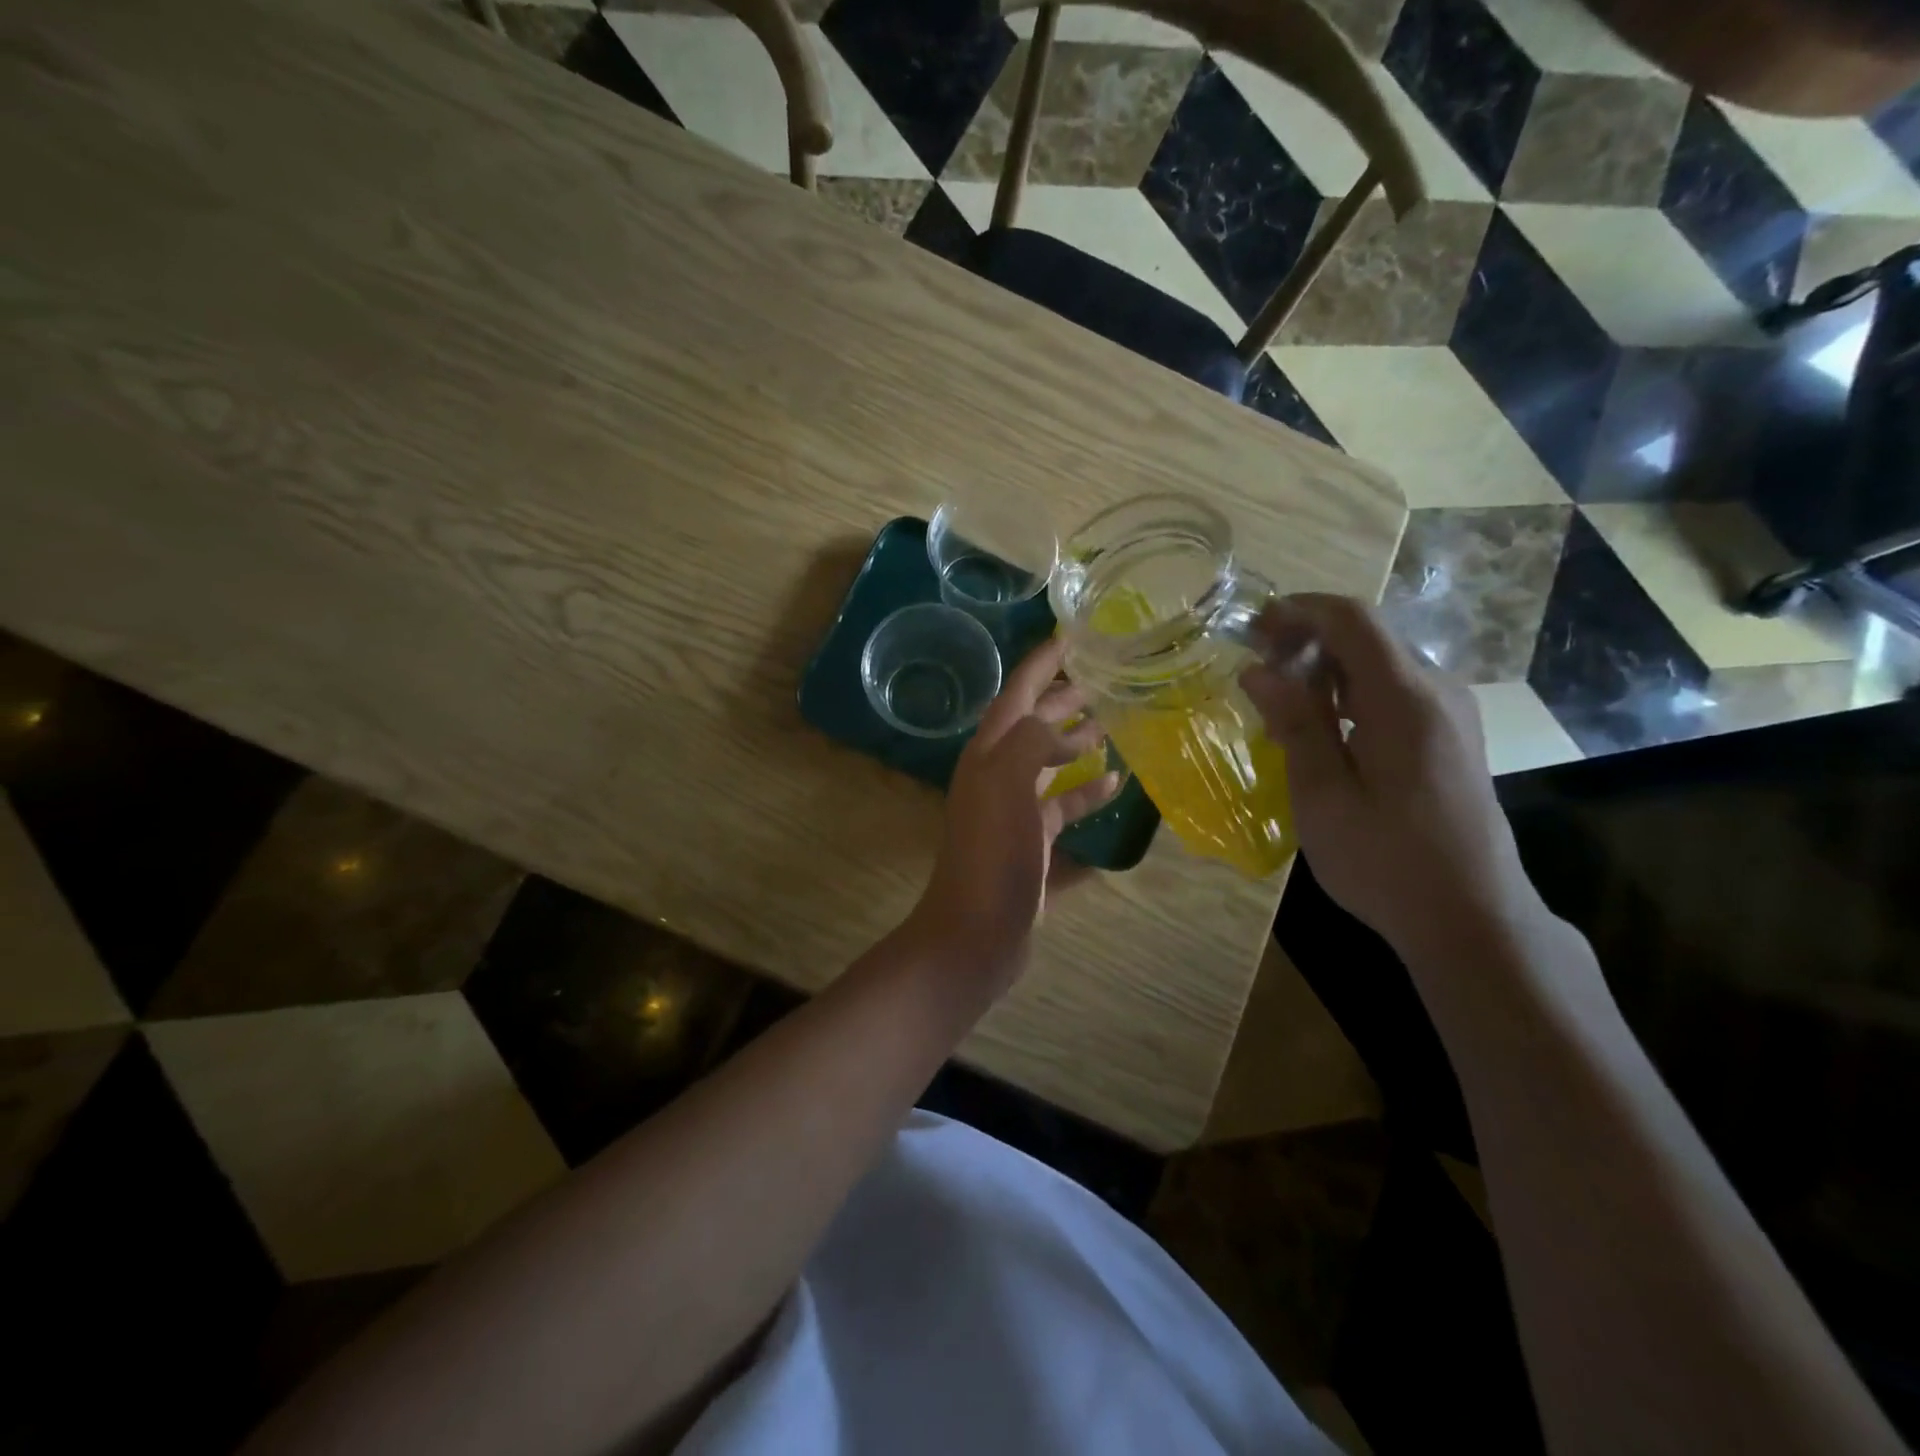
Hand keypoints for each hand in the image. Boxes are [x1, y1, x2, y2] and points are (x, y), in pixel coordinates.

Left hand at [908, 636, 1121, 995]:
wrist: (975, 934)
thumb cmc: (992, 855)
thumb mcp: (1007, 785)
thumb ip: (1032, 742)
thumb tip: (1063, 730)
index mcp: (988, 755)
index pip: (1016, 694)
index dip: (1041, 663)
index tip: (1071, 635)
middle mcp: (998, 776)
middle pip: (1033, 726)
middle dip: (1064, 698)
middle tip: (1103, 676)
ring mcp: (1014, 812)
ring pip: (1049, 764)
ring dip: (1077, 742)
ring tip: (1113, 723)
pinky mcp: (1032, 845)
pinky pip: (1063, 808)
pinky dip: (1086, 793)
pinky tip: (1114, 784)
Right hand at [1239, 594, 1543, 963]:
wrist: (1470, 917)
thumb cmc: (1385, 860)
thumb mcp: (1323, 794)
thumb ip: (1295, 723)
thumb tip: (1258, 669)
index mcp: (1404, 698)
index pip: (1351, 619)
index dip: (1298, 610)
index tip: (1250, 628)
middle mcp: (1436, 691)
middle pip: (1367, 636)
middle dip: (1306, 638)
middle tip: (1255, 668)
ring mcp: (1449, 714)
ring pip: (1381, 663)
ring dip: (1326, 667)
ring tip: (1279, 699)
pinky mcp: (1451, 737)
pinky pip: (1394, 691)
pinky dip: (1350, 692)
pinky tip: (1321, 726)